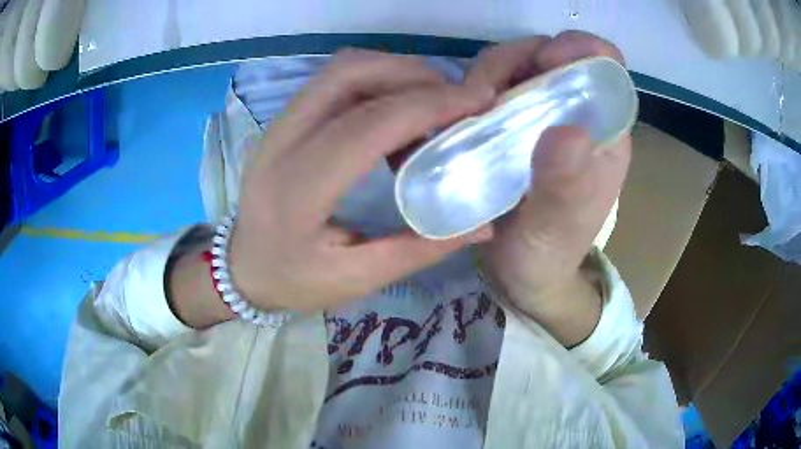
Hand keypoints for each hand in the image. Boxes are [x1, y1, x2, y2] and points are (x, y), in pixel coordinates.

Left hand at [229, 50, 493, 313]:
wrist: (241, 268)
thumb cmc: (293, 281)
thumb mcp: (357, 278)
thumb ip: (421, 248)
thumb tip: (484, 223)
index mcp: (297, 190)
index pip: (367, 125)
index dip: (427, 105)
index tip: (476, 103)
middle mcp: (281, 142)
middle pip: (350, 75)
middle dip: (414, 76)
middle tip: (457, 100)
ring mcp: (278, 124)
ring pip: (342, 70)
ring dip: (395, 72)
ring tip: (433, 102)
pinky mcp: (283, 119)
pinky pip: (334, 81)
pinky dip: (376, 81)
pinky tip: (398, 111)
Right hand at [466, 31, 632, 344]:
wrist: (523, 272)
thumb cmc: (551, 252)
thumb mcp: (560, 225)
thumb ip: (565, 184)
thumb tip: (565, 131)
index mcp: (602, 127)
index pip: (602, 64)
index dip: (577, 48)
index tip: (541, 63)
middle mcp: (572, 111)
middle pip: (547, 55)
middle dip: (514, 62)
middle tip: (484, 98)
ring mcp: (537, 114)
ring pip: (512, 67)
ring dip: (484, 79)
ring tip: (467, 118)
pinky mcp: (507, 124)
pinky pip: (486, 90)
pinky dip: (468, 96)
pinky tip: (457, 123)